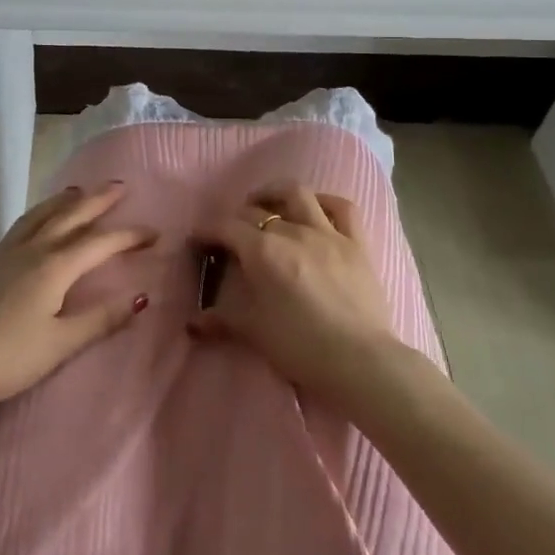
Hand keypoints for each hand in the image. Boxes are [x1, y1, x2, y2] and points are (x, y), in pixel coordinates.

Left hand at [0, 182, 154, 414]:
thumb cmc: (7, 358)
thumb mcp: (60, 344)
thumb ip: (100, 319)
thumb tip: (140, 297)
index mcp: (54, 267)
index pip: (99, 243)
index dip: (129, 236)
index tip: (155, 233)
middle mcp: (33, 250)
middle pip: (70, 216)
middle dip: (97, 200)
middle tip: (120, 186)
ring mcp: (7, 254)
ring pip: (42, 215)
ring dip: (65, 200)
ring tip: (80, 190)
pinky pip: (23, 224)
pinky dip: (40, 212)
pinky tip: (39, 220)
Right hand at [192, 183, 401, 409]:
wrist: (361, 361)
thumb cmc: (301, 347)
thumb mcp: (254, 332)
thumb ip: (222, 319)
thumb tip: (193, 322)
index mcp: (262, 251)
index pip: (226, 227)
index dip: (207, 230)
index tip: (197, 240)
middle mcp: (292, 231)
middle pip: (257, 211)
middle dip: (237, 218)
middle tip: (231, 234)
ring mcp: (328, 232)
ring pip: (298, 194)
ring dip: (276, 193)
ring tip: (266, 203)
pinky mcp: (357, 243)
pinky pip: (343, 208)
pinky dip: (326, 202)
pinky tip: (316, 209)